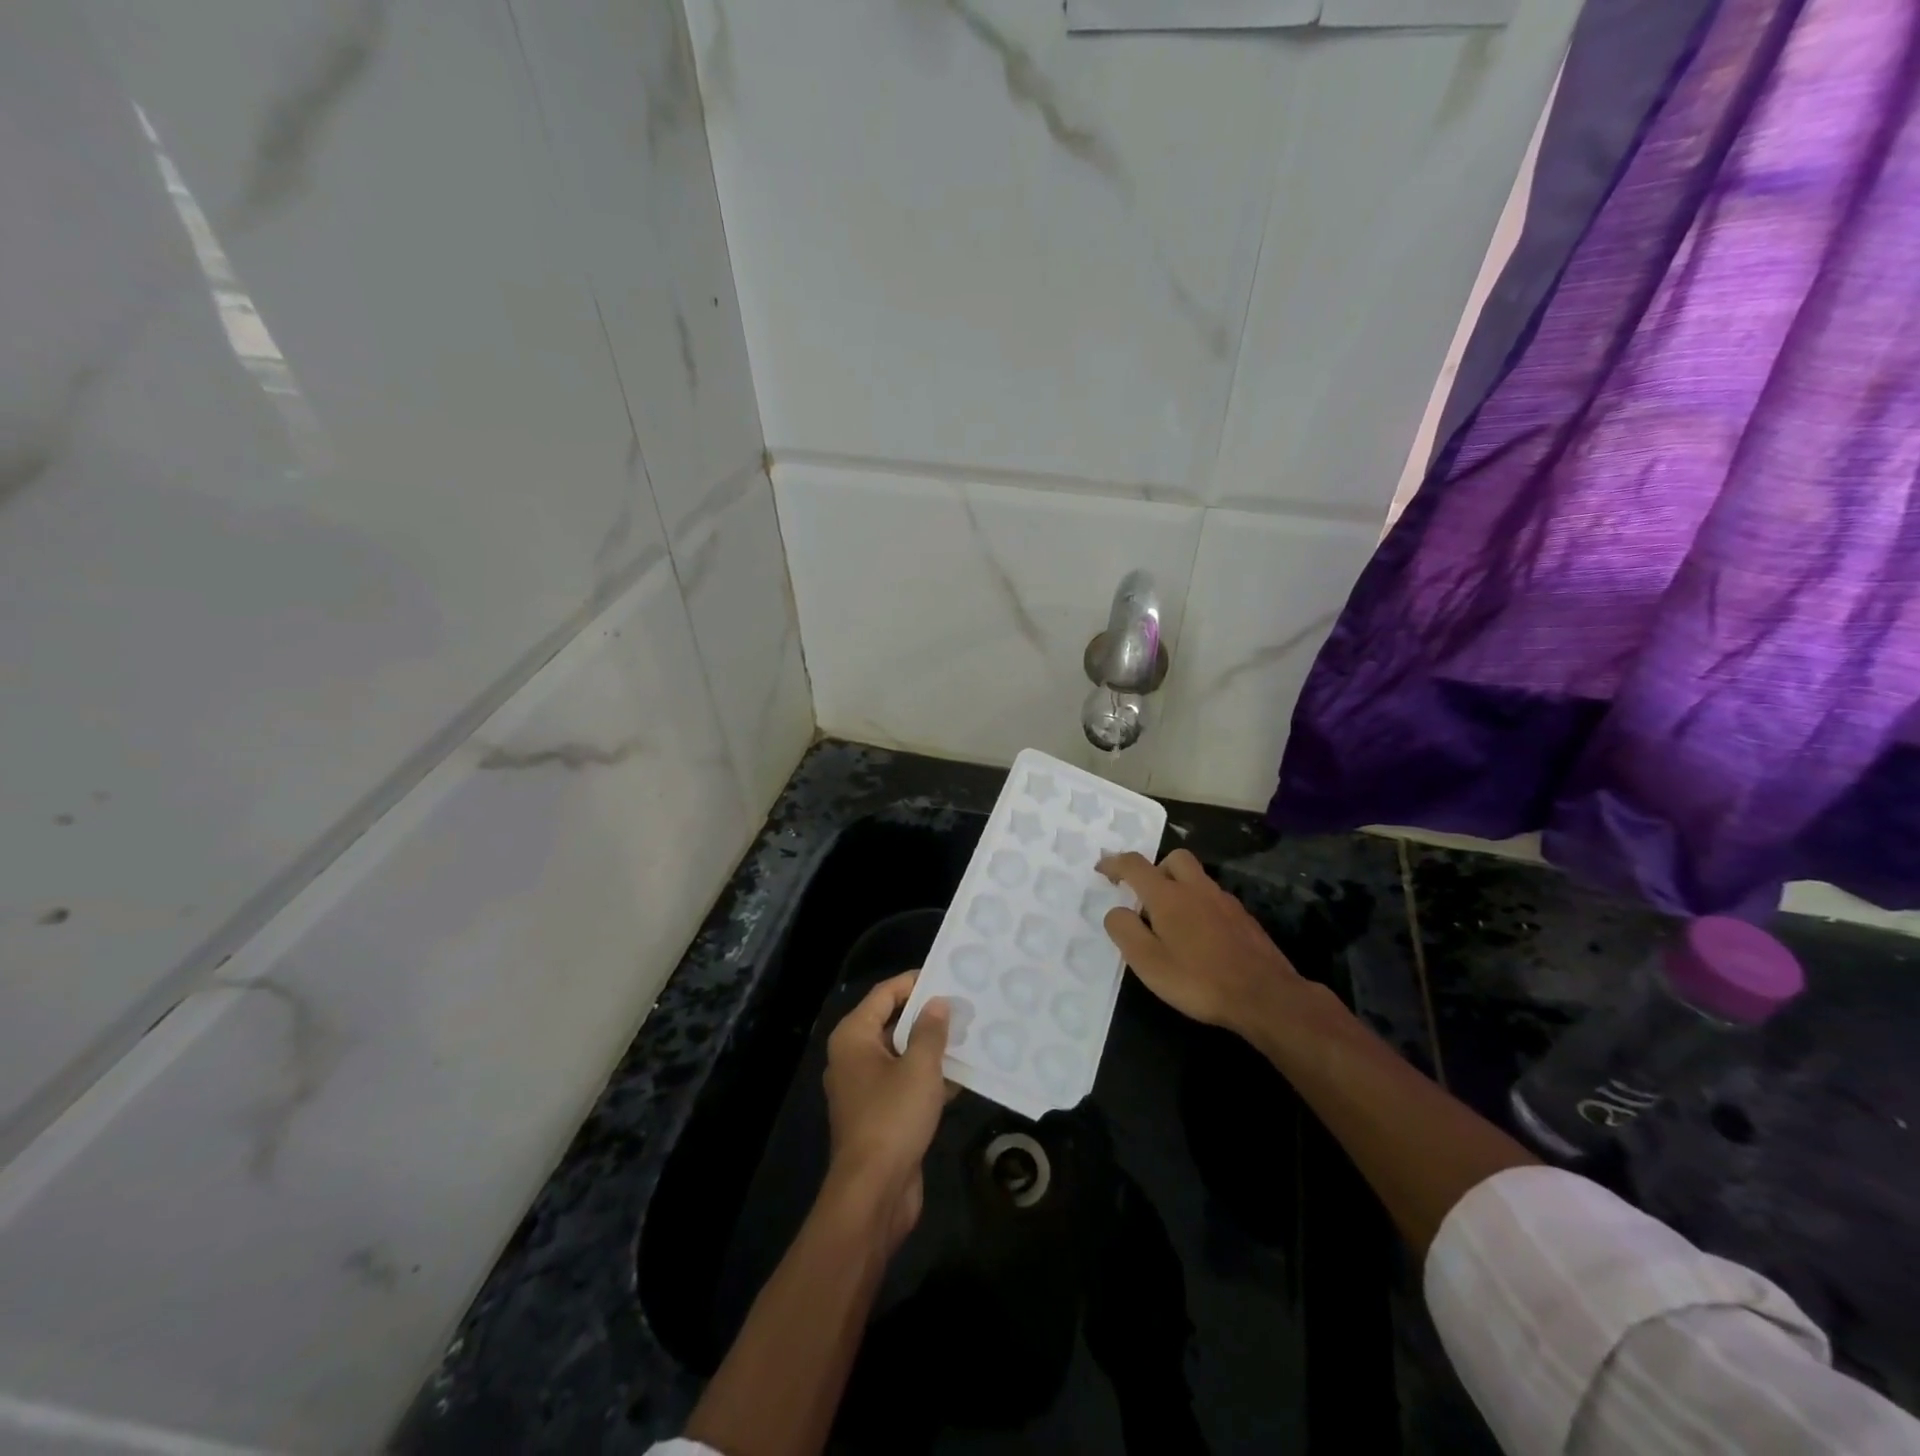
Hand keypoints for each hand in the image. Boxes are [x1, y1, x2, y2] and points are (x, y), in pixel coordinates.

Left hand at [822, 972, 951, 1250]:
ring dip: (931, 1048)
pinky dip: (927, 1078)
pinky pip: (904, 1083)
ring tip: (968, 1036)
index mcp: (853, 1037)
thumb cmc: (892, 1117)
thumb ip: (930, 1030)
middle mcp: (853, 1057)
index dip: (914, 983)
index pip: (884, 994)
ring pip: (900, 1055)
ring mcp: (864, 1089)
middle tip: (963, 1006)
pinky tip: (960, 1077)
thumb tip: (937, 1003)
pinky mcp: (878, 1115)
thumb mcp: (919, 1067)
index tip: (947, 978)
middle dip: (926, 1016)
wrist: (873, 1193)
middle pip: (891, 1023)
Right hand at [1098, 848, 1312, 1042]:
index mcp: (1168, 896)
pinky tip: (1200, 939)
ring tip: (1171, 924)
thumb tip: (1116, 911)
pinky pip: (1213, 900)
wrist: (1265, 996)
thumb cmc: (1199, 980)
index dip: (1114, 863)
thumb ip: (1124, 930)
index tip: (1101, 870)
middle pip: (1174, 859)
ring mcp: (1225, 902)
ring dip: (1179, 888)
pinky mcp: (1244, 919)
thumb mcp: (1148, 962)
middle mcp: (1197, 889)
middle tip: (1145, 897)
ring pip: (1197, 879)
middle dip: (1155, 869)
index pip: (1135, 865)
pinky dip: (1199, 907)